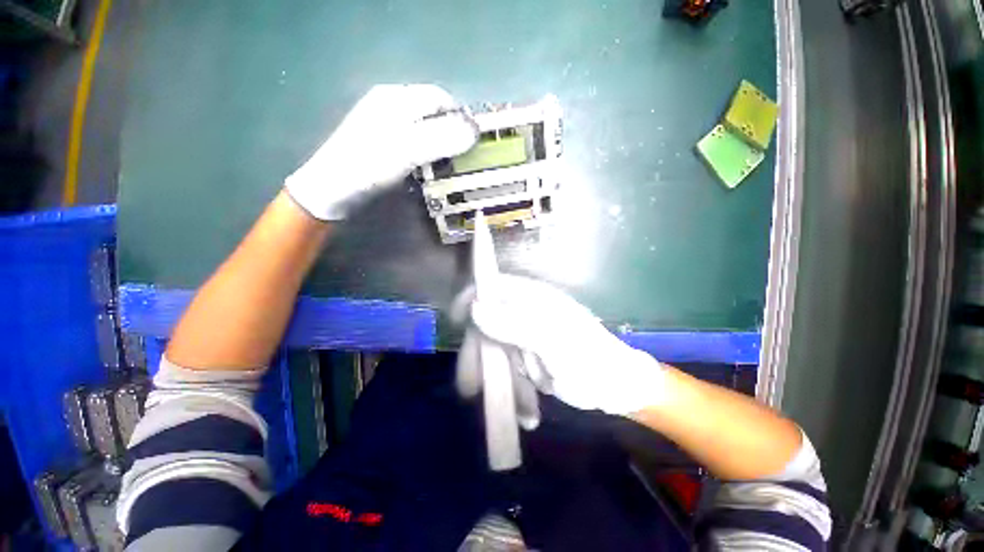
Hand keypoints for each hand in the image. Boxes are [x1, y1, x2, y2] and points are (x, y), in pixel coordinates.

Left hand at [285, 84, 477, 219]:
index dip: (460, 117)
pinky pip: (413, 141)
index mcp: (397, 97)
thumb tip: (475, 130)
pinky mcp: (382, 142)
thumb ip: (442, 137)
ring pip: (424, 127)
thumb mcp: (408, 149)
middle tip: (462, 157)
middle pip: (432, 111)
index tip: (473, 143)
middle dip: (451, 132)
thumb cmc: (369, 165)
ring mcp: (385, 123)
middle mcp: (391, 104)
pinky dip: (426, 152)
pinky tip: (427, 168)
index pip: (440, 98)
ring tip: (448, 165)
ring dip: (440, 144)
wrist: (332, 189)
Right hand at [457, 274, 666, 415]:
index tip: (457, 320)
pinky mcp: (530, 355)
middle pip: (489, 321)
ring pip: (496, 347)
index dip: (473, 297)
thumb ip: (515, 324)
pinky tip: (525, 410)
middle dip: (478, 351)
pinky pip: (509, 366)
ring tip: (494, 405)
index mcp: (535, 300)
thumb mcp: (553, 343)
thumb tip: (476, 308)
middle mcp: (527, 313)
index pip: (495, 285)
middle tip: (470, 384)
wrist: (618, 388)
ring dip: (492, 375)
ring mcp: (528, 335)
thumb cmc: (590, 361)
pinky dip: (511, 386)